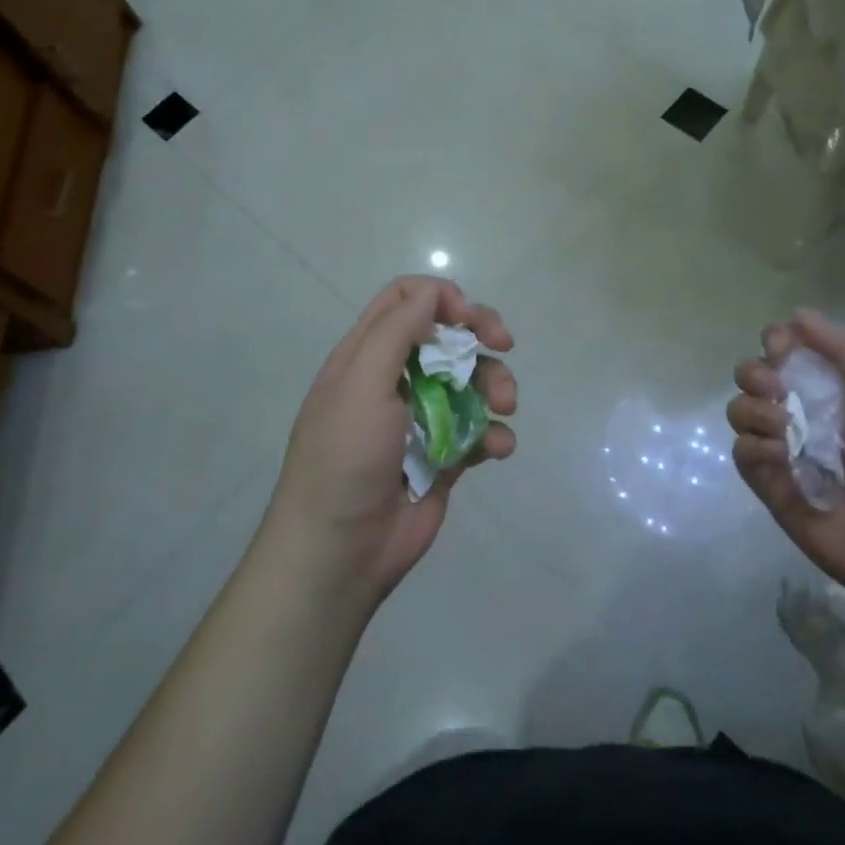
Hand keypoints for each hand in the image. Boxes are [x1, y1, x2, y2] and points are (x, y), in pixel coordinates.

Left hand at [262, 277, 515, 606]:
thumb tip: (433, 292)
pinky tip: (498, 448)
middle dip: (479, 333)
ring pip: (470, 381)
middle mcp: (394, 380)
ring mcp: (420, 419)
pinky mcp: (443, 456)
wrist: (340, 552)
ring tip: (504, 407)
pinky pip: (478, 431)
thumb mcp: (360, 384)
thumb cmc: (344, 459)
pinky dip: (494, 434)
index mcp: (365, 356)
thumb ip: (395, 331)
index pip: (405, 300)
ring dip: (494, 384)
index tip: (467, 319)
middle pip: (445, 335)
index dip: (440, 297)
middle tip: (504, 343)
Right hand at [727, 311, 844, 614]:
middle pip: (752, 377)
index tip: (781, 349)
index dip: (776, 343)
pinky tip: (784, 460)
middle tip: (777, 389)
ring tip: (786, 431)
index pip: (785, 351)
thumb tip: (795, 314)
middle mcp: (802, 414)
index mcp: (832, 389)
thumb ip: (843, 347)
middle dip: (755, 374)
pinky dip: (757, 450)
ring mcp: (783, 451)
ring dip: (755, 411)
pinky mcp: (769, 486)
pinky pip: (742, 453)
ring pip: (740, 411)